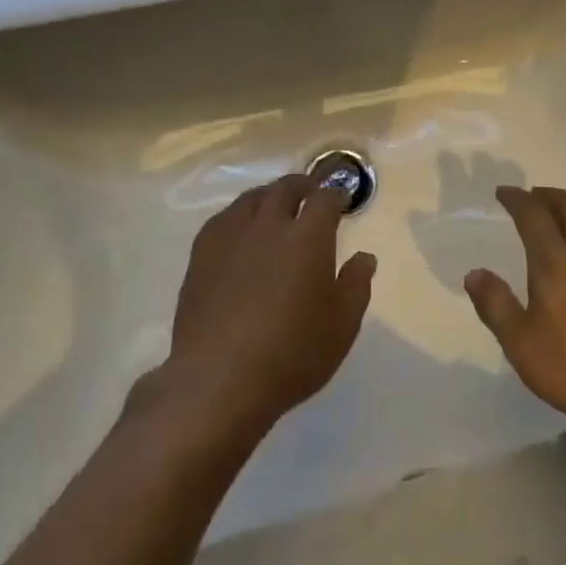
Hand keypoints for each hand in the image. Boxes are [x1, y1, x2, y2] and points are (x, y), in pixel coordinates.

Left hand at [163, 174, 376, 436]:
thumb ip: (356, 285)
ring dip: (269, 196)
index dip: (336, 194)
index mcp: (308, 237)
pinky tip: (240, 231)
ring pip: (251, 198)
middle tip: (310, 193)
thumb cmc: (291, 354)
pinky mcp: (201, 255)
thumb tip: (364, 257)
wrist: (218, 379)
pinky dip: (239, 215)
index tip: (341, 200)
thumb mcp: (342, 326)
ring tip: (275, 207)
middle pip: (285, 188)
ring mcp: (231, 237)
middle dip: (302, 185)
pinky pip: (223, 219)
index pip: (325, 198)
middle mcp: (269, 226)